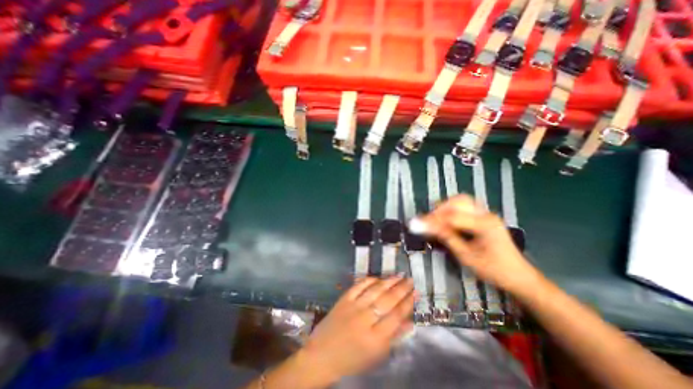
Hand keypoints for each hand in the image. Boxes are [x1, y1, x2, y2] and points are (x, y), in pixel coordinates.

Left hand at [301, 278, 412, 384]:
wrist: (322, 355)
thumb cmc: (352, 359)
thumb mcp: (376, 356)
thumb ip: (394, 338)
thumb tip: (410, 322)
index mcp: (375, 339)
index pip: (396, 316)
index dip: (408, 303)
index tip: (416, 293)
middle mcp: (365, 320)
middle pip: (387, 300)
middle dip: (401, 289)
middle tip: (410, 280)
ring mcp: (353, 307)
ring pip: (375, 290)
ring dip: (388, 281)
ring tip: (399, 275)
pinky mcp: (344, 299)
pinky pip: (359, 285)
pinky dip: (369, 280)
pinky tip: (378, 277)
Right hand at [416, 193, 540, 296]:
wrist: (520, 277)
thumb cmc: (494, 270)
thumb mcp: (467, 256)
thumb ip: (447, 237)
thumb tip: (427, 227)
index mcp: (484, 224)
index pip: (451, 217)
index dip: (432, 220)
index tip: (417, 223)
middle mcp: (486, 214)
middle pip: (457, 201)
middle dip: (439, 209)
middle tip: (426, 220)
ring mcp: (487, 214)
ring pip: (461, 201)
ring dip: (445, 207)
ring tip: (434, 218)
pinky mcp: (485, 217)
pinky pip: (465, 206)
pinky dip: (452, 209)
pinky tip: (446, 218)